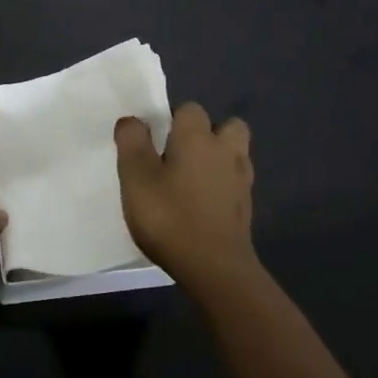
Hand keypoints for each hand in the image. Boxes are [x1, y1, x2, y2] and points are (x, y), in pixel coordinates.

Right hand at [115, 103, 256, 285]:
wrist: (214, 267)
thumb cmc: (169, 216)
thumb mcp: (135, 177)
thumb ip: (131, 142)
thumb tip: (132, 120)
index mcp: (197, 137)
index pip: (189, 109)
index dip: (171, 119)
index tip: (153, 141)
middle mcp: (225, 150)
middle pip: (225, 126)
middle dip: (206, 133)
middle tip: (178, 155)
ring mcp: (241, 179)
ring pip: (235, 153)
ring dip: (218, 157)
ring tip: (191, 178)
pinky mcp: (246, 206)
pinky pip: (235, 181)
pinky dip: (222, 184)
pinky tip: (202, 202)